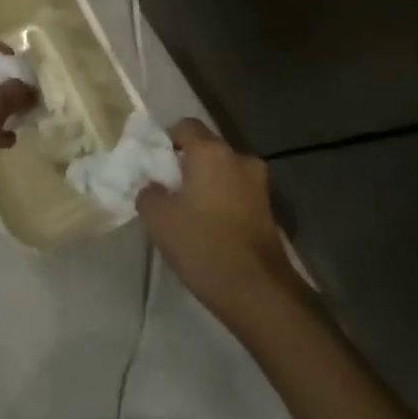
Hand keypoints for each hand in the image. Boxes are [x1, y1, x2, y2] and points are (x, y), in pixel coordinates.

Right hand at [137, 119, 298, 321]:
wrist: (258, 292)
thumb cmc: (204, 245)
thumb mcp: (159, 219)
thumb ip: (149, 194)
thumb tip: (152, 187)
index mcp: (212, 152)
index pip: (185, 126)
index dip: (166, 139)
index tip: (153, 164)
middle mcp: (239, 159)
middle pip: (207, 149)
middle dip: (187, 164)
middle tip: (167, 188)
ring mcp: (258, 185)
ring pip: (224, 172)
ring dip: (206, 184)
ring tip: (187, 210)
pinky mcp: (268, 210)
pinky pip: (236, 193)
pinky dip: (222, 201)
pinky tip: (208, 227)